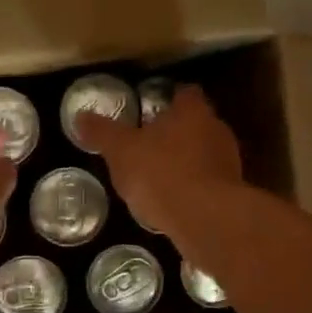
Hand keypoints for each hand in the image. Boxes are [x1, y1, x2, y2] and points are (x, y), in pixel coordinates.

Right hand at [77, 85, 242, 235]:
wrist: (205, 219)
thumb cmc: (161, 173)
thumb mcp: (121, 151)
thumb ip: (102, 133)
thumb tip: (80, 116)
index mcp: (192, 111)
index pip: (184, 94)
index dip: (169, 99)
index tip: (151, 108)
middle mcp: (216, 129)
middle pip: (196, 123)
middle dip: (175, 132)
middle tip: (150, 144)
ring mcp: (228, 162)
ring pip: (204, 153)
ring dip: (186, 161)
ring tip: (159, 176)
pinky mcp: (231, 192)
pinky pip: (208, 182)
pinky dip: (194, 187)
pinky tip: (174, 202)